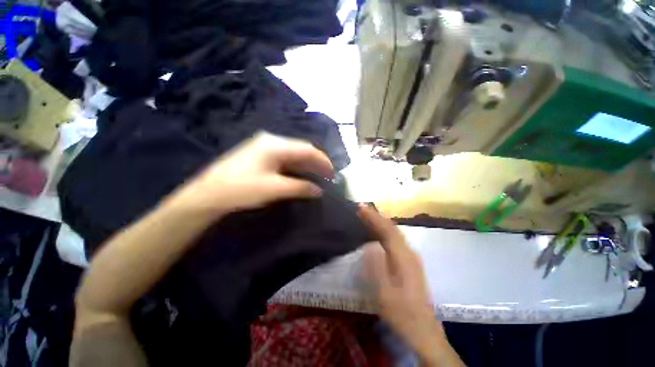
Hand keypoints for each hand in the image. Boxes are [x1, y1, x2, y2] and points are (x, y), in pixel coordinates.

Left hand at [171, 132, 332, 216]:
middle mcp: (271, 141)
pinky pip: (284, 159)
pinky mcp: (260, 155)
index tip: (332, 174)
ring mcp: (264, 147)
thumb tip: (318, 190)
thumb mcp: (274, 189)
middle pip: (301, 149)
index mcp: (275, 144)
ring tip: (317, 177)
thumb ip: (300, 187)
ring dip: (306, 165)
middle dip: (316, 162)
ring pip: (293, 154)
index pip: (307, 149)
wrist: (208, 194)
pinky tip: (301, 175)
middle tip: (327, 177)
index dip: (323, 161)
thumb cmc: (242, 189)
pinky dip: (296, 167)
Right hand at [359, 206, 462, 366]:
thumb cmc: (401, 313)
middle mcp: (409, 253)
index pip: (387, 230)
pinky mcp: (409, 263)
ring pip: (394, 233)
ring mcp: (411, 257)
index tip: (361, 207)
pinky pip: (395, 240)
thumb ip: (377, 267)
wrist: (422, 330)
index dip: (374, 217)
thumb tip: (369, 245)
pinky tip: (377, 233)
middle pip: (392, 228)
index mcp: (403, 258)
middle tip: (361, 208)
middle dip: (376, 216)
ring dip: (380, 222)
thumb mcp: (385, 293)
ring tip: (366, 216)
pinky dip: (384, 231)